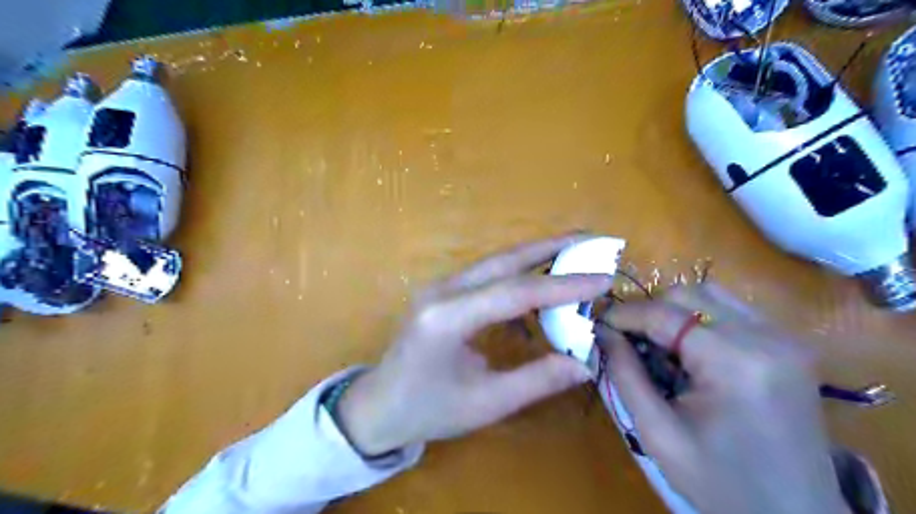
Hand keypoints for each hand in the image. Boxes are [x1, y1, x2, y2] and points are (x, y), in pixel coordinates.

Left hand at [332, 234, 610, 452]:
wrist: (379, 405)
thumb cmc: (428, 409)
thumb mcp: (486, 403)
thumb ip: (537, 380)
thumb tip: (585, 363)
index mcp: (448, 318)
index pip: (515, 291)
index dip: (562, 284)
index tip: (602, 278)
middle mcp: (443, 291)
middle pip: (504, 260)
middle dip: (550, 247)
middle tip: (591, 239)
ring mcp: (440, 286)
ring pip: (496, 262)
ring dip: (536, 255)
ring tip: (574, 252)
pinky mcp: (442, 291)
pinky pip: (487, 274)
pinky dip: (518, 272)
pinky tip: (540, 279)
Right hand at [595, 284, 850, 513]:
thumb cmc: (722, 483)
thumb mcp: (659, 433)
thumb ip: (626, 375)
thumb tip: (603, 332)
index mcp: (735, 362)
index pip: (664, 314)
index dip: (625, 314)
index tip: (599, 324)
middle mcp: (766, 337)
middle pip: (688, 294)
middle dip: (650, 311)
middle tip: (630, 341)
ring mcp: (784, 337)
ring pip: (709, 295)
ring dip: (675, 313)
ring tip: (661, 348)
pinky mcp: (789, 343)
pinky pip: (731, 311)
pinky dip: (700, 321)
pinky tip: (692, 353)